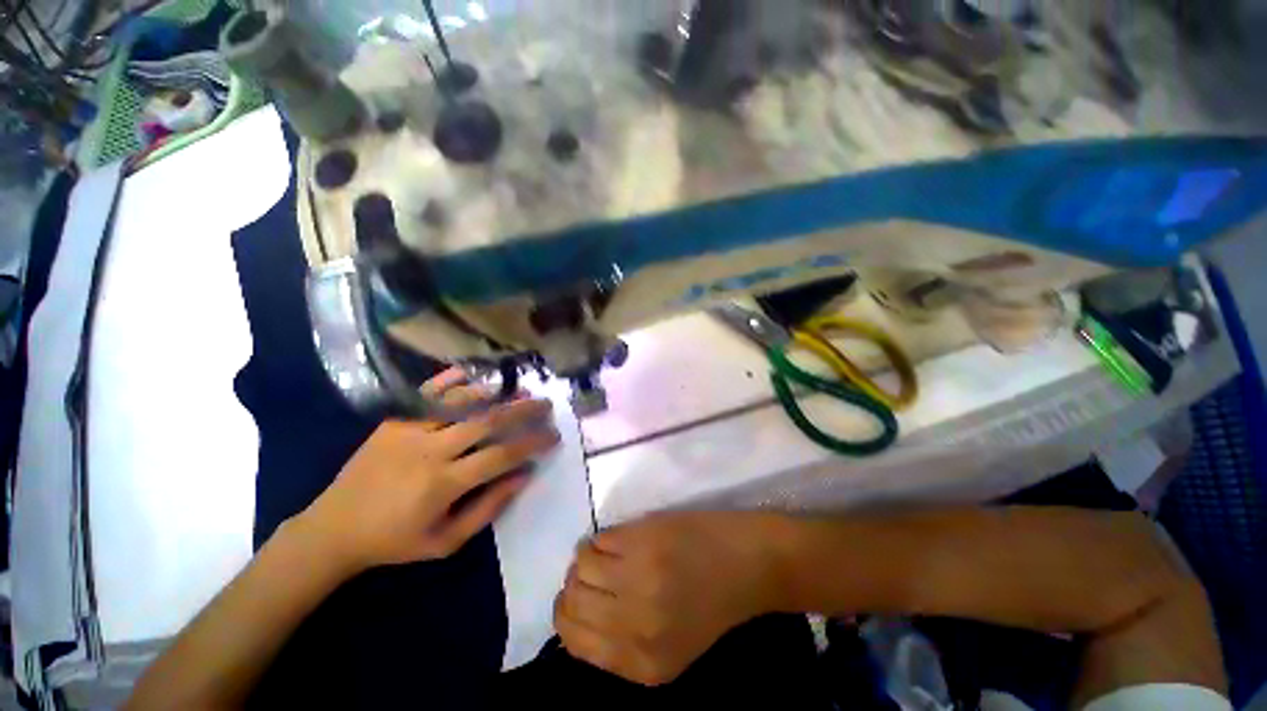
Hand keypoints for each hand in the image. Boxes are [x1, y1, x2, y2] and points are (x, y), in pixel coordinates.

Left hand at [293, 369, 560, 573]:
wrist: (332, 529)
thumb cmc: (394, 542)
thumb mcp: (446, 541)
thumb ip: (489, 508)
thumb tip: (524, 475)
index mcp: (443, 484)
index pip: (501, 455)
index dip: (533, 443)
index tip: (554, 435)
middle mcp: (429, 450)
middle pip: (487, 422)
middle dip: (523, 410)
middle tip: (546, 404)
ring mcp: (409, 430)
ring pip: (461, 403)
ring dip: (496, 394)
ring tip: (520, 389)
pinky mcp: (393, 421)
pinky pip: (428, 395)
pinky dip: (453, 382)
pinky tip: (474, 374)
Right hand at [554, 513, 784, 685]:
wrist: (749, 563)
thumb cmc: (712, 605)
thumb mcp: (670, 650)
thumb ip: (622, 646)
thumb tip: (577, 617)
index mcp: (642, 665)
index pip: (572, 640)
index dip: (567, 614)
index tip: (578, 598)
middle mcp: (634, 626)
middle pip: (570, 600)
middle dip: (573, 585)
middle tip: (592, 572)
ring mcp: (638, 578)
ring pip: (578, 565)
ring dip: (587, 557)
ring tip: (609, 553)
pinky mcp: (643, 539)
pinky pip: (597, 539)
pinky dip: (602, 538)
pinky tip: (622, 539)